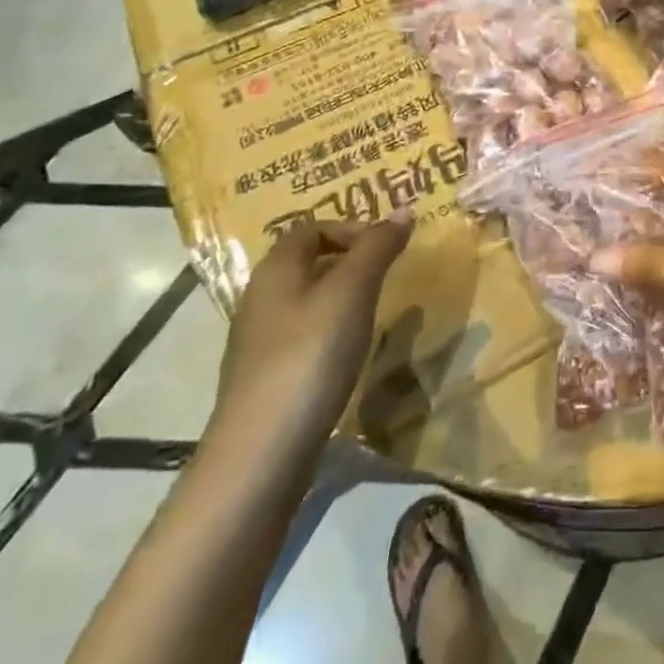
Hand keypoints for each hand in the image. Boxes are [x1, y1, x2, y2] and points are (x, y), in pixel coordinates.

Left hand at [210, 213, 414, 452]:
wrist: (261, 453)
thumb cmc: (310, 356)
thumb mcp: (352, 292)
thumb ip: (377, 248)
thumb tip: (403, 209)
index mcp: (275, 270)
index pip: (311, 227)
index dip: (351, 228)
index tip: (387, 249)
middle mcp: (260, 298)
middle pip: (307, 262)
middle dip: (350, 261)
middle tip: (388, 276)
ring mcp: (260, 342)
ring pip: (306, 300)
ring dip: (342, 297)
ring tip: (375, 313)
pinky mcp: (267, 378)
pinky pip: (303, 335)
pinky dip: (331, 332)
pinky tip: (350, 354)